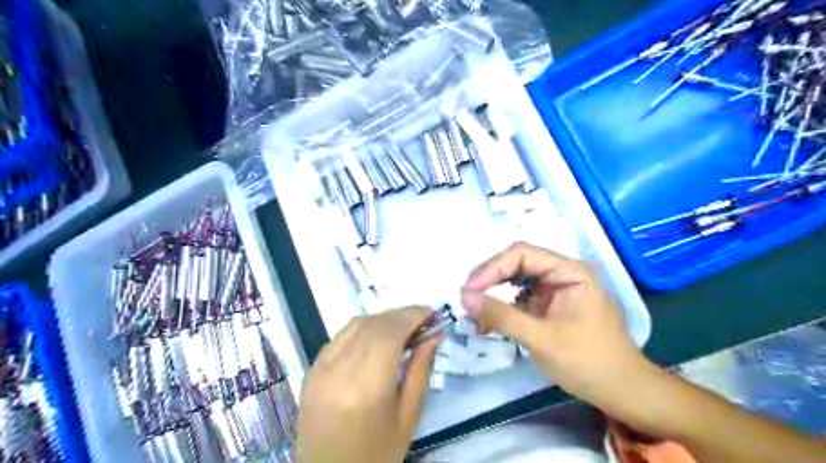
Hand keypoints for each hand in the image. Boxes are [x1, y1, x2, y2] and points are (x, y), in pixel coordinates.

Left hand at [296, 308, 442, 462]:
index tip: (431, 312)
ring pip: (355, 325)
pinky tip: (376, 337)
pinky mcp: (311, 370)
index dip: (411, 315)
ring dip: (382, 319)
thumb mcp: (408, 417)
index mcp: (366, 387)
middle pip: (373, 324)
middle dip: (400, 315)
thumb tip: (435, 335)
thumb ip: (420, 370)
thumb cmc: (376, 454)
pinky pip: (341, 336)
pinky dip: (363, 329)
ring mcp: (320, 368)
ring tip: (403, 327)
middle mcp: (338, 370)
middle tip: (422, 319)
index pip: (390, 333)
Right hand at [458, 243, 644, 408]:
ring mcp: (555, 289)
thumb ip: (502, 316)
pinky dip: (502, 309)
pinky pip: (520, 299)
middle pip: (516, 264)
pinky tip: (489, 323)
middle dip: (489, 280)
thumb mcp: (542, 339)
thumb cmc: (588, 362)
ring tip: (475, 313)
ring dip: (493, 294)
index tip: (469, 290)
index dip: (491, 268)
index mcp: (569, 271)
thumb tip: (464, 298)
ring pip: (515, 281)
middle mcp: (562, 273)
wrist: (622, 391)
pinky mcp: (550, 306)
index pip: (521, 254)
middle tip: (467, 299)